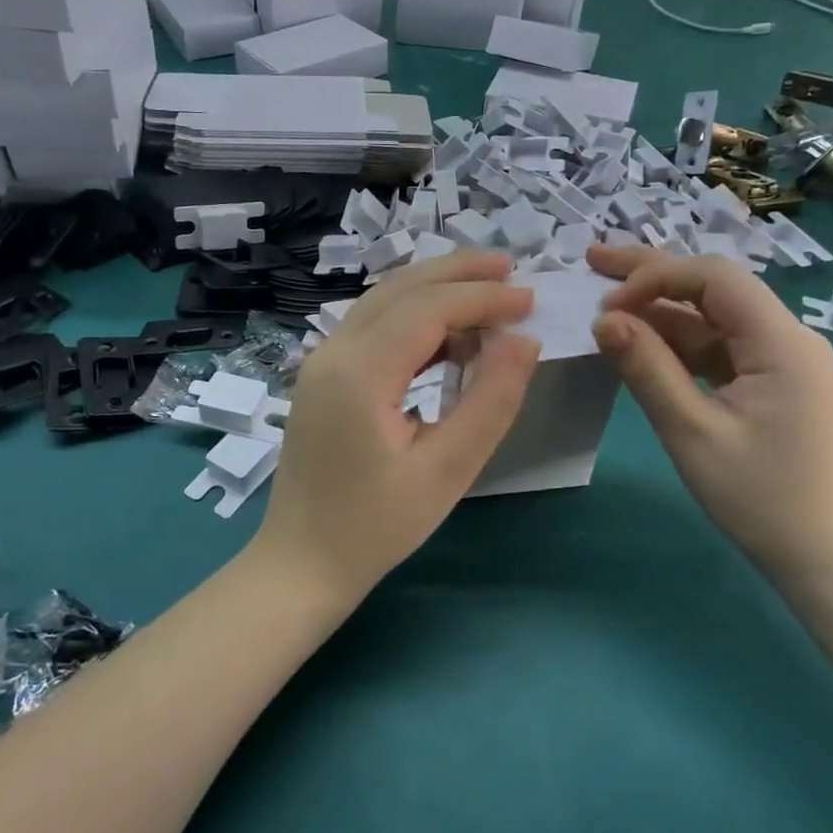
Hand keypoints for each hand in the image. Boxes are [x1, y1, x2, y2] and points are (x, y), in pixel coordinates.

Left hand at [253, 252, 540, 605]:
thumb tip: (525, 341)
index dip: (482, 297)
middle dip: (457, 272)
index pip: (427, 308)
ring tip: (488, 296)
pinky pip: (372, 329)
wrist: (301, 563)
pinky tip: (449, 338)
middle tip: (511, 269)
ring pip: (383, 303)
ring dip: (435, 291)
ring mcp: (321, 362)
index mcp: (359, 373)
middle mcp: (333, 352)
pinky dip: (413, 320)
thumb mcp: (447, 471)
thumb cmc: (376, 527)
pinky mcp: (322, 377)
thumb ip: (490, 401)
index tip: (530, 300)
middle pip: (400, 289)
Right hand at [586, 246, 832, 579]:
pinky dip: (675, 341)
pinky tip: (639, 340)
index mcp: (781, 341)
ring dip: (659, 308)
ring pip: (710, 315)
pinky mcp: (768, 379)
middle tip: (593, 259)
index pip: (714, 277)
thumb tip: (604, 320)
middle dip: (651, 273)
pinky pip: (716, 345)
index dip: (655, 277)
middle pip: (712, 286)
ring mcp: (778, 358)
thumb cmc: (761, 498)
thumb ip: (647, 369)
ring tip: (605, 300)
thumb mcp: (692, 432)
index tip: (606, 305)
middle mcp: (786, 336)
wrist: (824, 556)